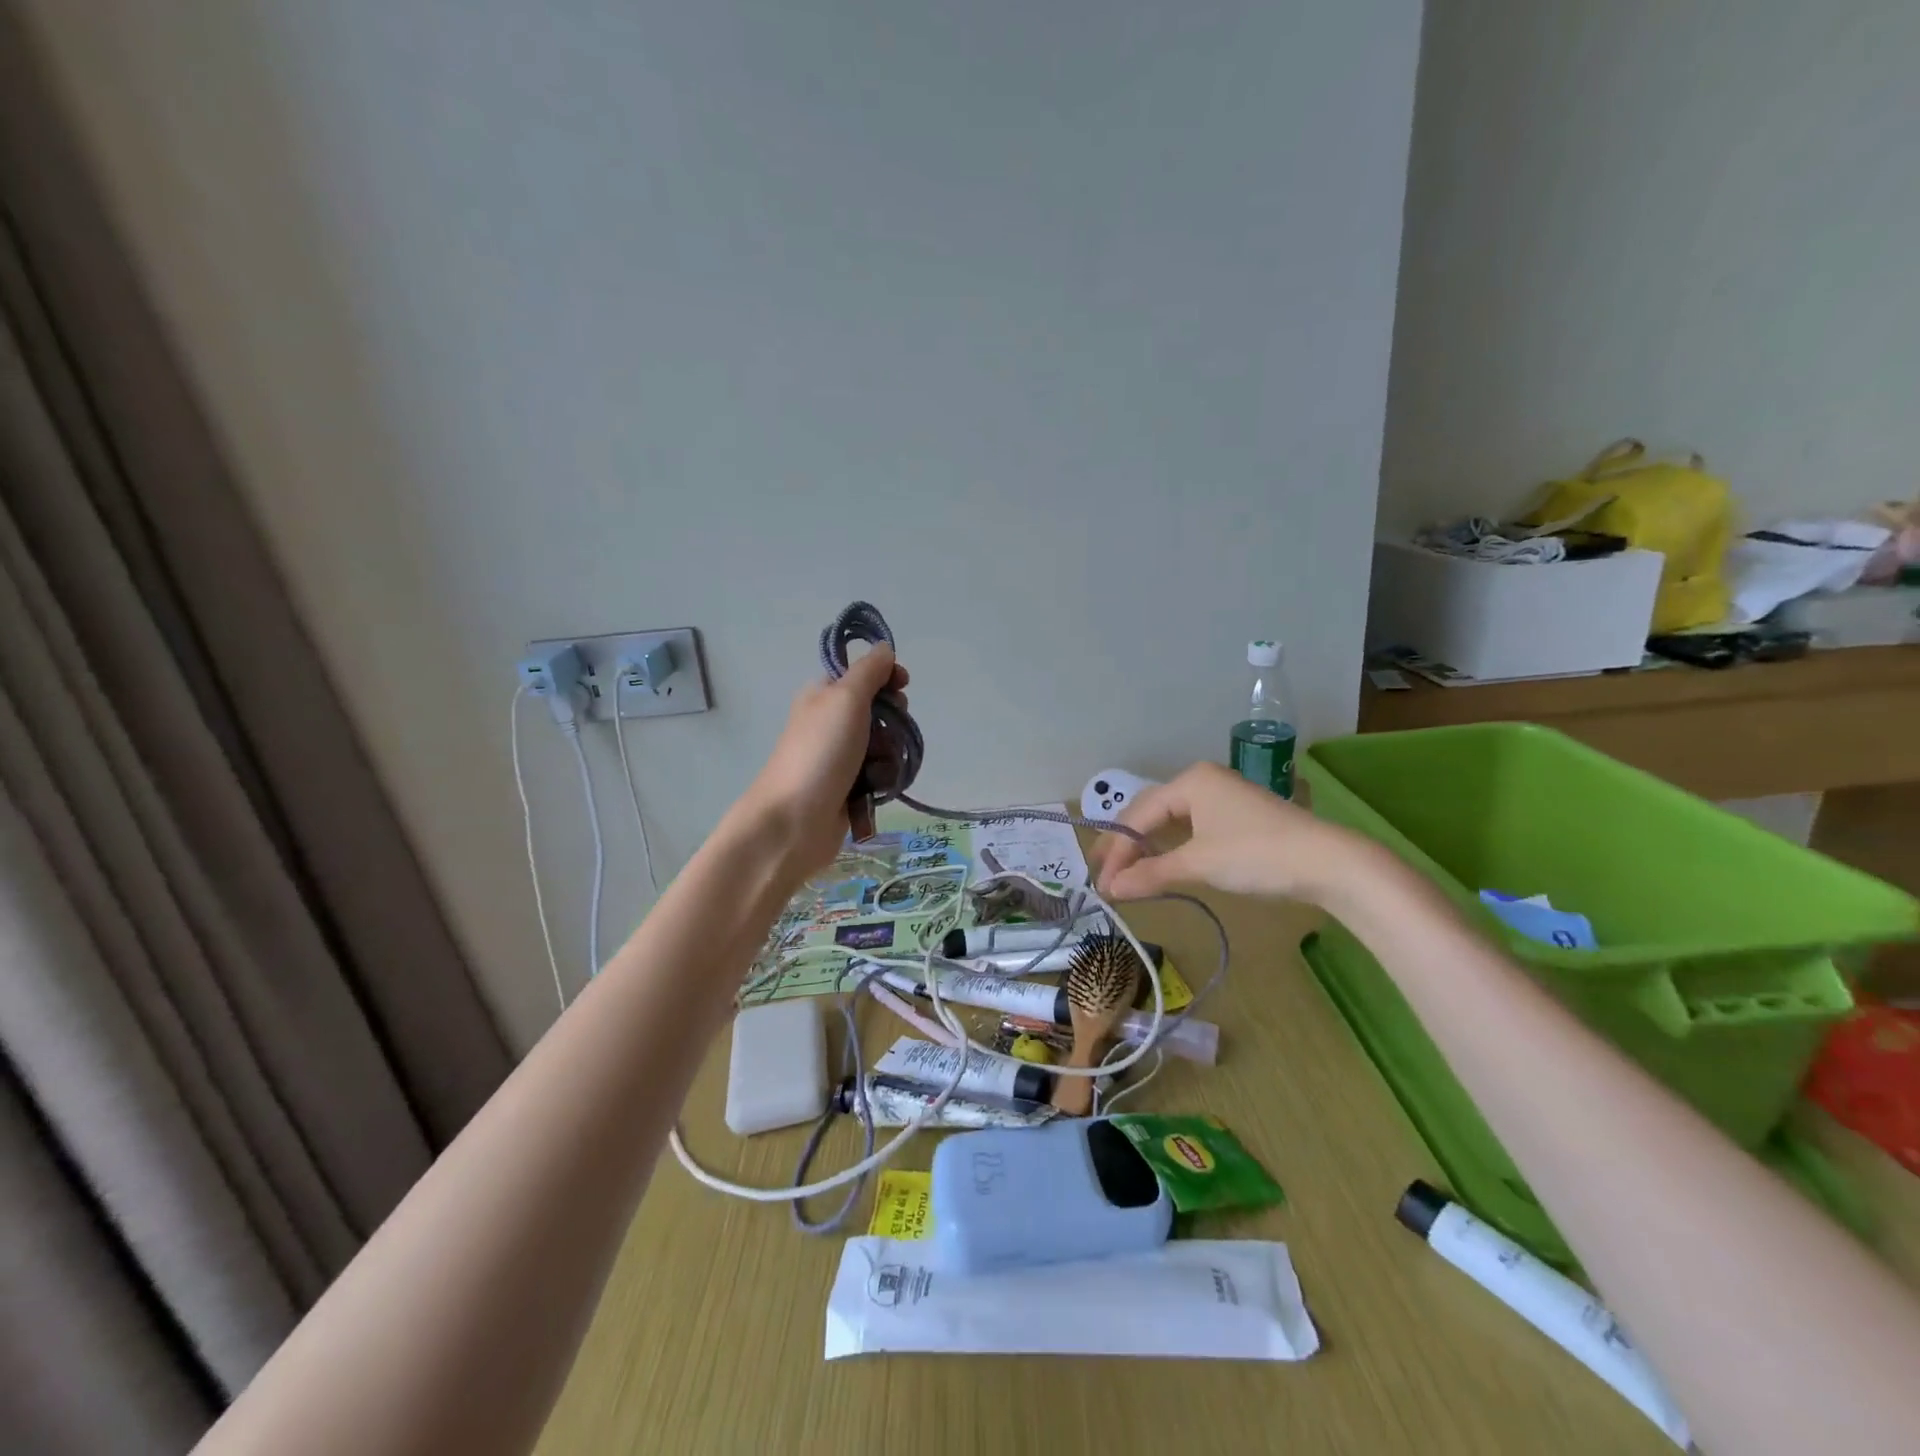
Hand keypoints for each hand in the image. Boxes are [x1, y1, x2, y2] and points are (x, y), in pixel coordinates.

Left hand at [738, 645, 907, 877]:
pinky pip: (879, 775)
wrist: (793, 822)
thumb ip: (869, 671)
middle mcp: (831, 722)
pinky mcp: (848, 789)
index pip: (864, 674)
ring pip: (884, 745)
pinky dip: (884, 779)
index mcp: (824, 695)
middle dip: (893, 721)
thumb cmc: (820, 752)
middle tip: (886, 733)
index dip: (887, 677)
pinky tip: (879, 789)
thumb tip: (884, 648)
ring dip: (890, 754)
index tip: (902, 686)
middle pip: (879, 710)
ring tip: (880, 769)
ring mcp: (840, 758)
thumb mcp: (846, 699)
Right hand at [1093, 762, 1372, 903]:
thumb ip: (1151, 874)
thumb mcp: (1199, 864)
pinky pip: (1189, 828)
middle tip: (1105, 875)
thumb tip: (1111, 890)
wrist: (1328, 863)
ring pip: (1169, 821)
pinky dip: (1170, 847)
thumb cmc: (1257, 855)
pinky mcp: (1235, 817)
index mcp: (1189, 781)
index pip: (1138, 816)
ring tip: (1126, 872)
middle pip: (1150, 813)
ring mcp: (1220, 797)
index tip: (1103, 884)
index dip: (1117, 851)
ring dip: (1147, 847)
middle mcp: (1201, 781)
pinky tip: (1161, 863)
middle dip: (1126, 846)